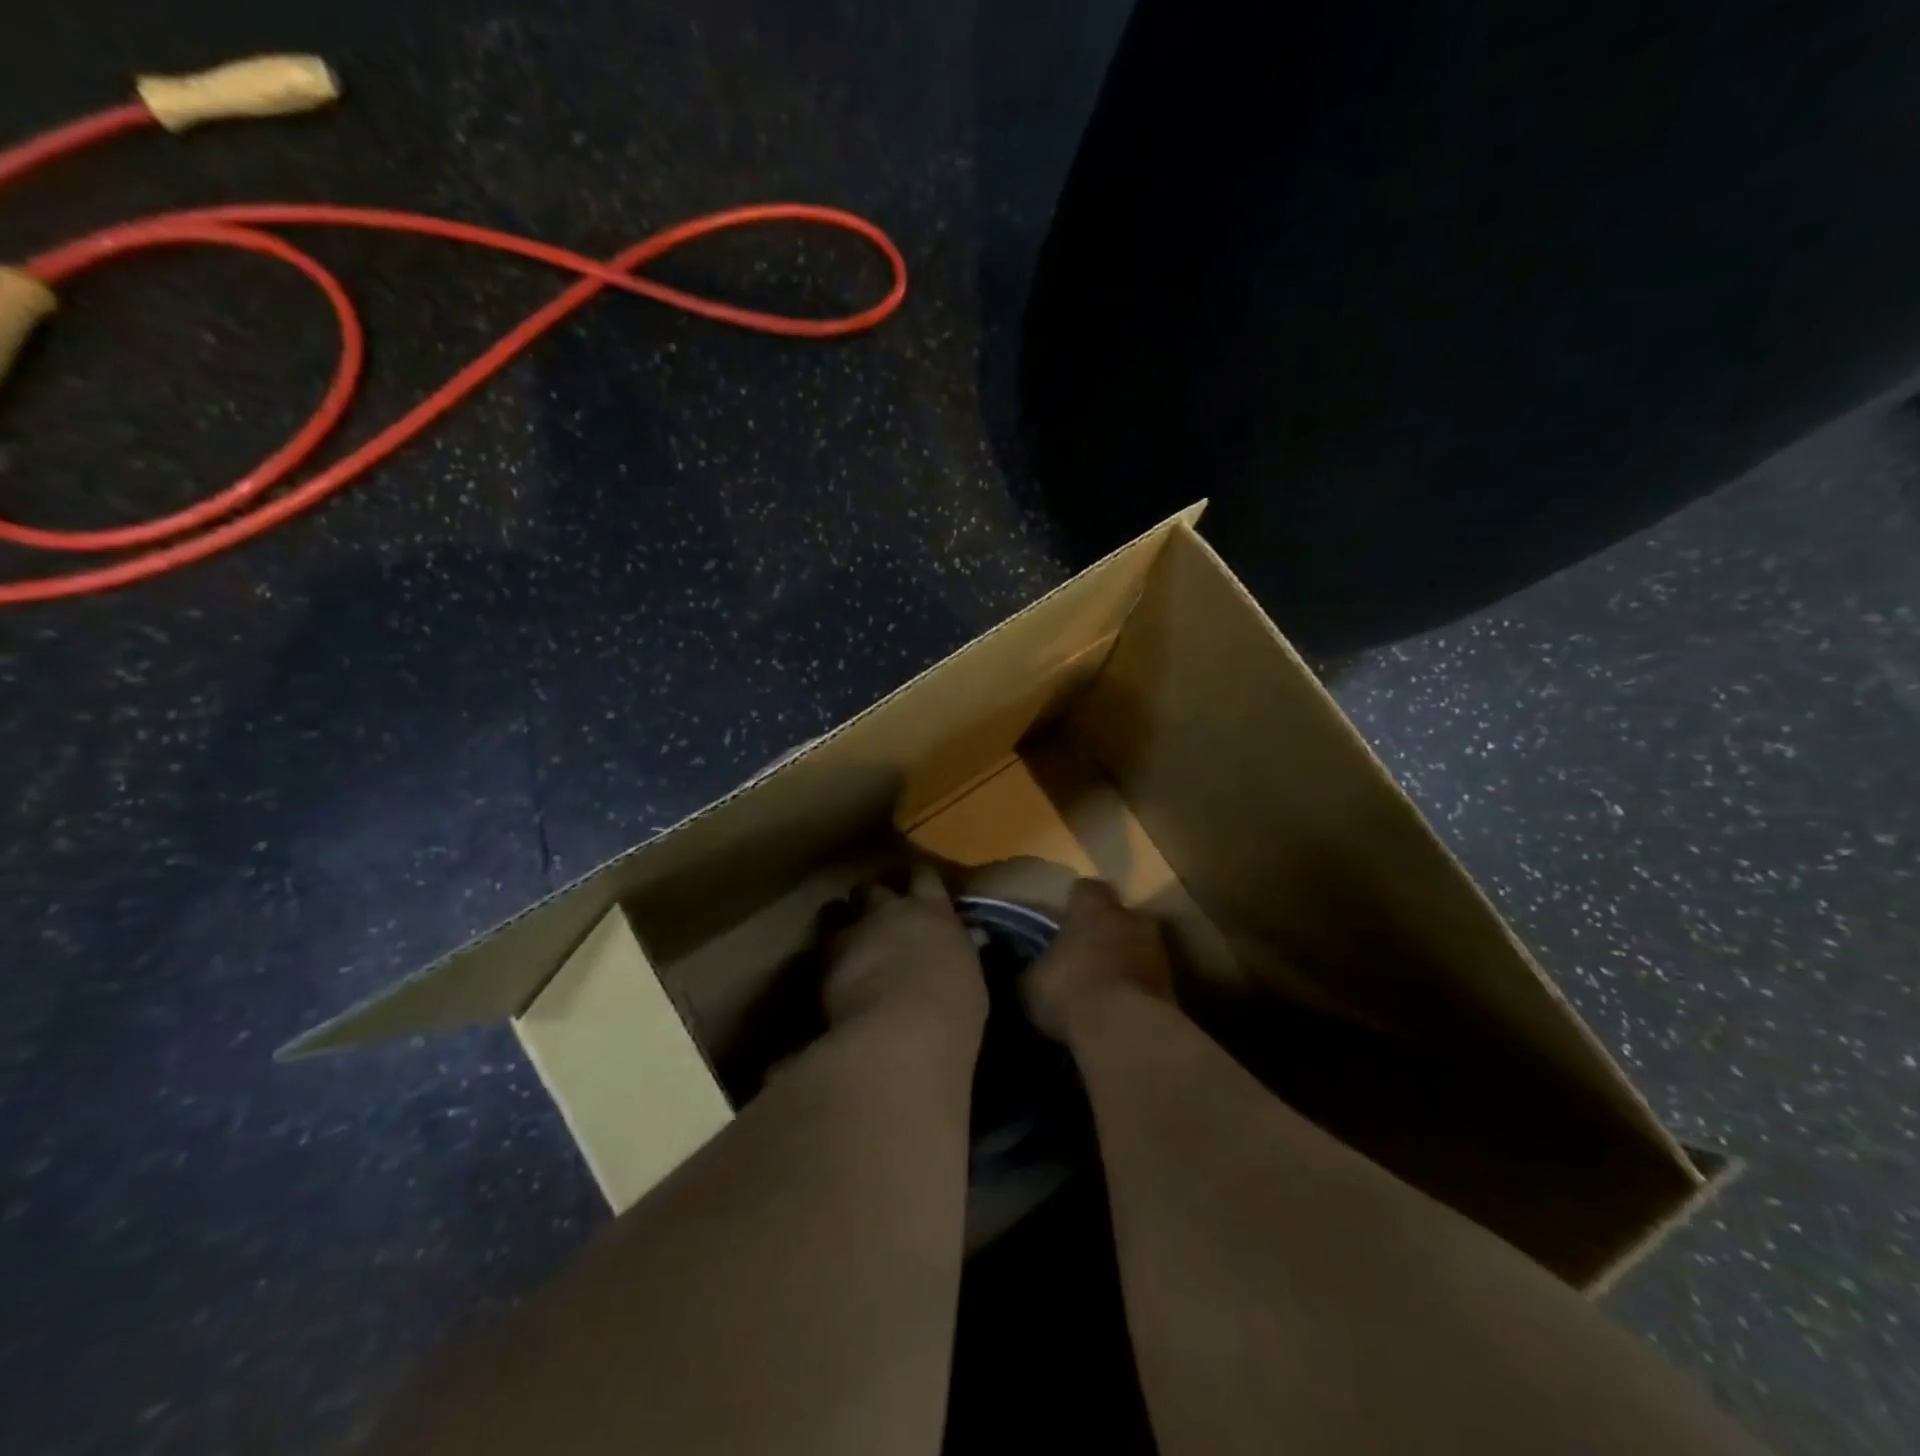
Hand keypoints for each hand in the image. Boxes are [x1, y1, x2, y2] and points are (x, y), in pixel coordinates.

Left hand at [822, 863, 988, 1043]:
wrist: (901, 1031)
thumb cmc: (951, 1012)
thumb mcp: (968, 977)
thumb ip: (957, 953)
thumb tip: (961, 944)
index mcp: (935, 912)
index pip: (925, 876)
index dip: (918, 879)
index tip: (917, 886)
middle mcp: (894, 910)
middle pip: (876, 887)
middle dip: (874, 899)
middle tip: (877, 916)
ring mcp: (858, 927)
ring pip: (842, 908)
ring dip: (845, 920)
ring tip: (848, 939)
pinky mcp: (827, 952)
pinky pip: (823, 942)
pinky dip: (827, 952)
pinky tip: (832, 969)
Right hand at [1023, 878, 1174, 1041]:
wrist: (1125, 1031)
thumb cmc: (1069, 990)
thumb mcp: (1029, 983)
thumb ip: (1030, 968)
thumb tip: (1023, 967)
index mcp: (1093, 906)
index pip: (1085, 889)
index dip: (1074, 904)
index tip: (1063, 922)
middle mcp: (1130, 917)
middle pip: (1117, 916)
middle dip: (1104, 932)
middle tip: (1084, 956)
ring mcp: (1158, 950)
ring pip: (1137, 946)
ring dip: (1124, 961)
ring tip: (1103, 988)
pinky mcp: (1174, 984)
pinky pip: (1148, 979)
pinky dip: (1137, 989)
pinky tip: (1120, 1010)